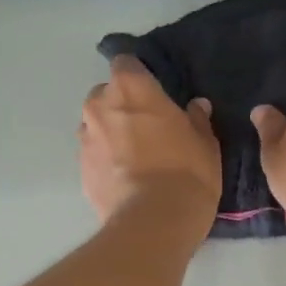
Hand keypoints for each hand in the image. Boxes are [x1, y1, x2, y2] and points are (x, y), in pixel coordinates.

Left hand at [79, 56, 221, 226]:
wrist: (154, 222)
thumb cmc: (186, 171)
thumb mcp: (205, 142)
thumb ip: (197, 119)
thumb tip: (196, 105)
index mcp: (131, 89)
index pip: (125, 63)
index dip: (138, 75)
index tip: (153, 91)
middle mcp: (100, 107)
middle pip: (106, 95)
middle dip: (122, 105)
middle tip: (147, 127)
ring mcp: (86, 140)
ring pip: (97, 126)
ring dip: (111, 134)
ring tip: (136, 158)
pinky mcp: (81, 171)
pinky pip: (94, 156)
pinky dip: (106, 162)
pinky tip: (127, 180)